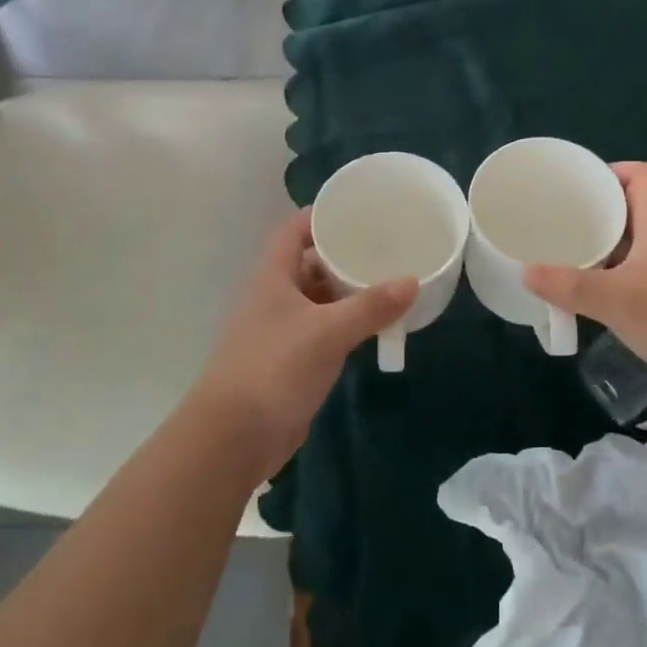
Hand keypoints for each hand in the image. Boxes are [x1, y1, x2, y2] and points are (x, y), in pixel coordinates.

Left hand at [193, 209, 416, 474]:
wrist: (234, 436)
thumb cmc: (274, 368)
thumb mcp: (327, 332)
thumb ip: (370, 306)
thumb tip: (412, 281)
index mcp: (273, 276)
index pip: (293, 230)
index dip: (321, 216)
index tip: (359, 210)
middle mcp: (274, 296)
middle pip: (309, 262)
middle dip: (344, 254)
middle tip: (386, 246)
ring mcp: (281, 329)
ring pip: (318, 298)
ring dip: (348, 291)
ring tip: (388, 280)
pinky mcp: (291, 359)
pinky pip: (323, 329)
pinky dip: (346, 322)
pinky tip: (374, 323)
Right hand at [524, 162, 646, 395]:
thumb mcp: (616, 301)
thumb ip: (569, 286)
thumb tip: (526, 272)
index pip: (641, 175)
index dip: (610, 171)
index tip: (576, 186)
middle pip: (636, 205)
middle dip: (599, 209)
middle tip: (563, 220)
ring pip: (640, 238)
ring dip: (609, 242)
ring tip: (572, 251)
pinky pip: (646, 264)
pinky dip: (621, 268)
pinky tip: (600, 288)